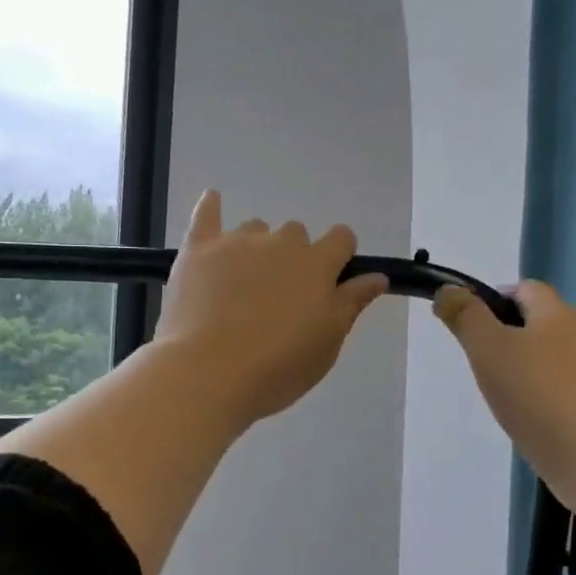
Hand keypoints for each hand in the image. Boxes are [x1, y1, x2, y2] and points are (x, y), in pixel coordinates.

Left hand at [156, 191, 387, 428]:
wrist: (210, 373)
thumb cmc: (280, 365)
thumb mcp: (329, 342)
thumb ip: (352, 302)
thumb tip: (377, 276)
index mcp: (317, 264)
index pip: (342, 238)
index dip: (340, 255)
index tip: (332, 280)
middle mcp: (280, 242)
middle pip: (296, 233)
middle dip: (294, 257)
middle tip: (282, 297)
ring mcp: (236, 243)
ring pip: (255, 230)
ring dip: (257, 248)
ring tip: (244, 285)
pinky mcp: (198, 250)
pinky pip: (205, 216)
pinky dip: (211, 207)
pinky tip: (213, 201)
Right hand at [434, 281, 575, 490]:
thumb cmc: (533, 393)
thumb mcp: (487, 348)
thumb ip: (465, 316)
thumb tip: (447, 290)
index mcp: (556, 313)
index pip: (525, 288)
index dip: (495, 297)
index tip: (469, 322)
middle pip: (538, 319)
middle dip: (505, 331)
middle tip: (477, 356)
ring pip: (548, 353)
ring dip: (521, 362)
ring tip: (496, 387)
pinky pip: (558, 382)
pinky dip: (537, 388)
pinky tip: (522, 411)